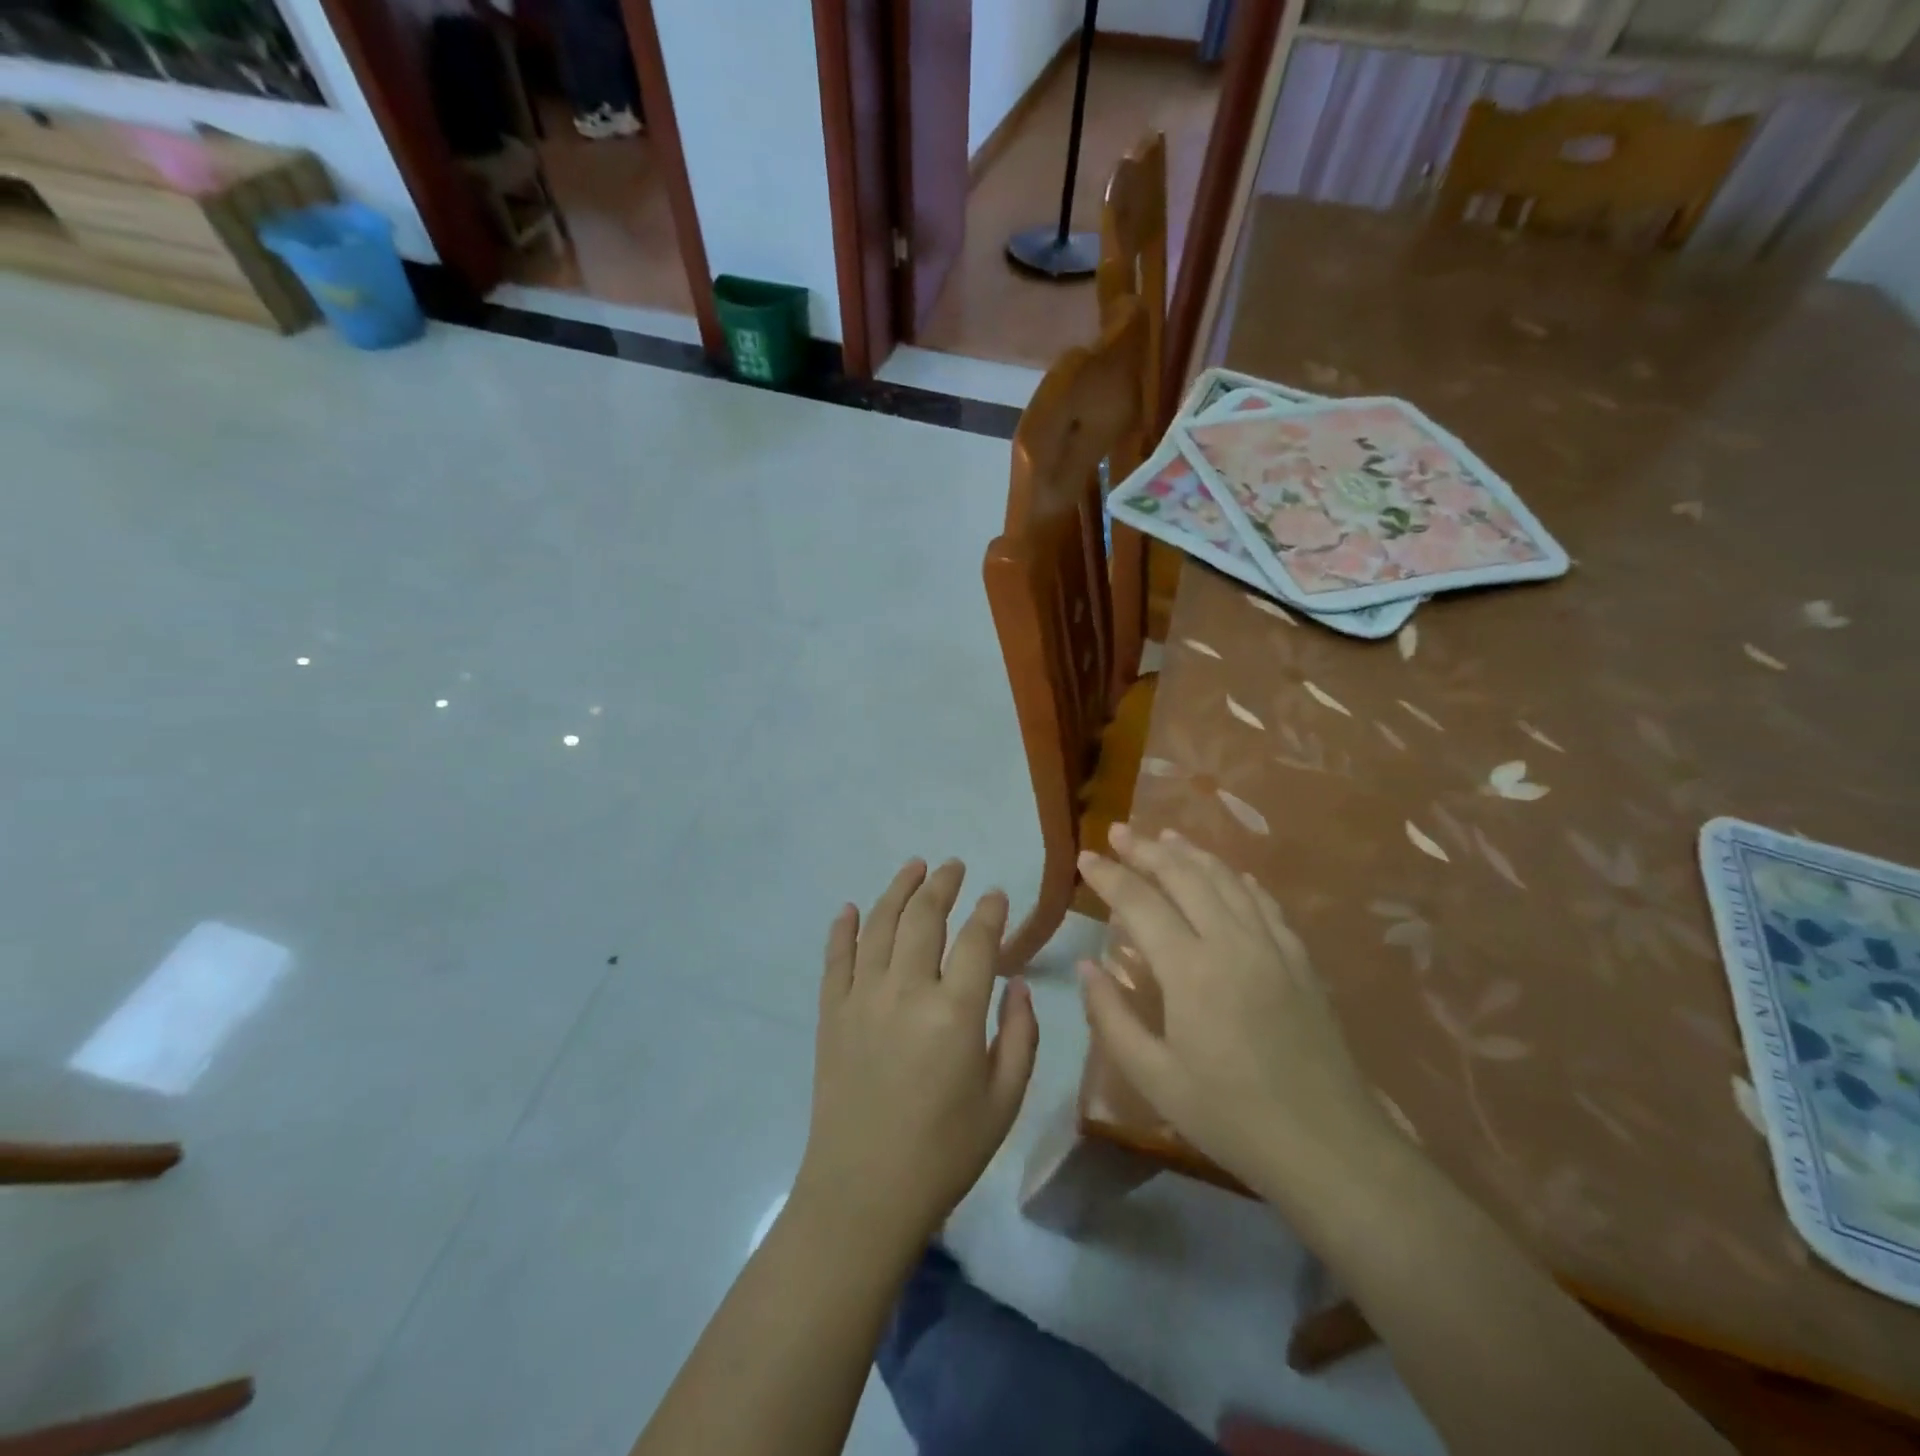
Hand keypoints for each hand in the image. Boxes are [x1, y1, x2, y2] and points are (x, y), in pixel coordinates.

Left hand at [795, 859, 1038, 1249]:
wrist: (863, 1193)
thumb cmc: (945, 1152)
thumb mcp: (1004, 1101)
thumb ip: (1021, 1036)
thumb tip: (1018, 986)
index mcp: (956, 1012)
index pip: (977, 940)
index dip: (990, 911)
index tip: (996, 895)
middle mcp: (907, 991)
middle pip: (925, 917)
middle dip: (943, 885)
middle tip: (954, 867)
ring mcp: (862, 998)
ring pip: (880, 925)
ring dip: (898, 889)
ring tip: (914, 867)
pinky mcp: (831, 1013)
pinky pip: (836, 958)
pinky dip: (844, 928)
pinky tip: (852, 909)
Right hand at [1076, 824, 1387, 1201]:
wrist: (1328, 1146)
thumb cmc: (1230, 1116)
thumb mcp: (1154, 1077)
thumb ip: (1112, 1017)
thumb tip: (1087, 966)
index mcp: (1190, 970)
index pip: (1139, 903)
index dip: (1109, 876)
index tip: (1085, 857)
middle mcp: (1231, 942)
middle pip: (1184, 876)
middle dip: (1146, 849)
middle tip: (1119, 831)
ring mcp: (1272, 947)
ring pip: (1227, 880)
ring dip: (1192, 853)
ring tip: (1166, 836)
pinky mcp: (1300, 960)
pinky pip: (1266, 903)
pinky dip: (1240, 880)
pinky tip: (1232, 874)